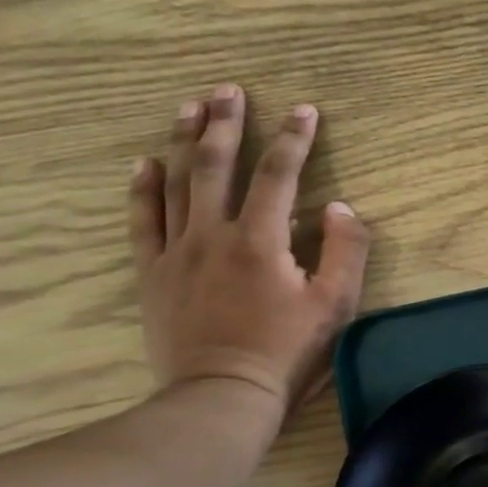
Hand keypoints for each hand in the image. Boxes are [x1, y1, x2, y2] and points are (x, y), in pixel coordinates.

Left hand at [129, 85, 370, 420]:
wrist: (221, 396)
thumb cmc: (288, 352)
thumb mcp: (337, 305)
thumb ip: (344, 250)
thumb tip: (338, 206)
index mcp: (261, 239)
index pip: (278, 174)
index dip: (293, 138)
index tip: (304, 109)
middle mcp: (213, 234)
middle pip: (216, 166)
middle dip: (226, 124)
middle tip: (228, 89)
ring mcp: (177, 252)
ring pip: (176, 183)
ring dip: (184, 141)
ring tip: (190, 107)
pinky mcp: (154, 274)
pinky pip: (143, 221)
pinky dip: (143, 188)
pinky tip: (145, 163)